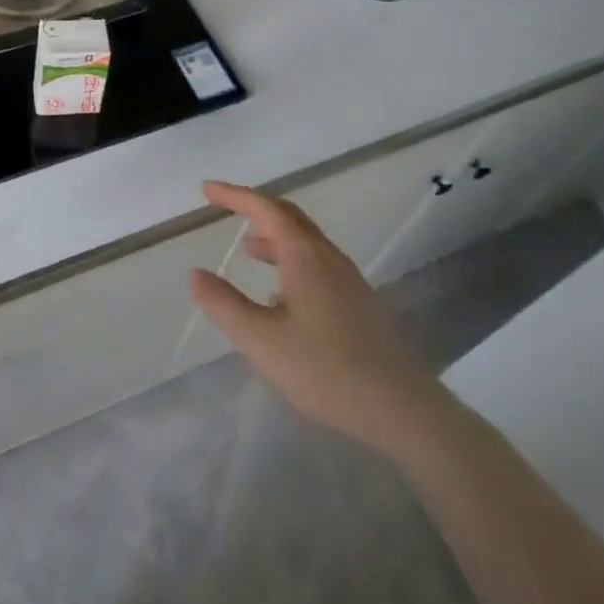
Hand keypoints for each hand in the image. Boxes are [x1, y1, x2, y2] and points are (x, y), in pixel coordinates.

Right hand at [189, 180, 455, 453]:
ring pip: (306, 241)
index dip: (234, 195)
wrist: (407, 412)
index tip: (207, 190)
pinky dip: (291, 259)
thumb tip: (195, 274)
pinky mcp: (361, 304)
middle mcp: (328, 257)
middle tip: (226, 209)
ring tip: (249, 250)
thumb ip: (225, 306)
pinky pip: (318, 263)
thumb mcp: (263, 342)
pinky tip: (283, 296)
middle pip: (289, 216)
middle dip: (255, 208)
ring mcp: (349, 280)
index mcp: (304, 255)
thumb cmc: (329, 371)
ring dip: (274, 236)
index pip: (264, 208)